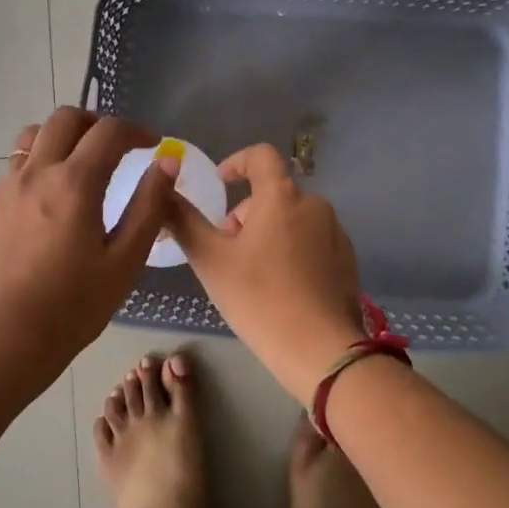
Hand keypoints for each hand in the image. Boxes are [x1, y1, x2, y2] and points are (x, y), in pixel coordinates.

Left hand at [0, 108, 176, 369]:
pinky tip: (52, 195)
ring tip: (80, 161)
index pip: (108, 131)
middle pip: (66, 118)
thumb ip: (148, 206)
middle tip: (117, 145)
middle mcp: (38, 172)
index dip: (136, 130)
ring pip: (34, 135)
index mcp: (75, 182)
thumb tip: (167, 164)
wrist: (9, 337)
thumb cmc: (75, 304)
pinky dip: (41, 161)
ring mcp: (9, 186)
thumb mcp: (126, 260)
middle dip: (96, 122)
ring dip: (62, 135)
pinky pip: (17, 164)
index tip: (152, 144)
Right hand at [167, 143, 364, 402]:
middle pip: (273, 193)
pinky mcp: (346, 260)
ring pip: (292, 219)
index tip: (220, 184)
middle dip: (245, 214)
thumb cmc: (259, 298)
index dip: (236, 163)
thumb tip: (162, 190)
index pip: (260, 156)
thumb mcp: (211, 260)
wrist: (320, 351)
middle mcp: (314, 205)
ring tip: (251, 275)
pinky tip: (281, 288)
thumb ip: (184, 221)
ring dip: (268, 233)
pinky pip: (312, 241)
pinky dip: (292, 251)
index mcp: (282, 196)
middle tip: (226, 251)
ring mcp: (335, 233)